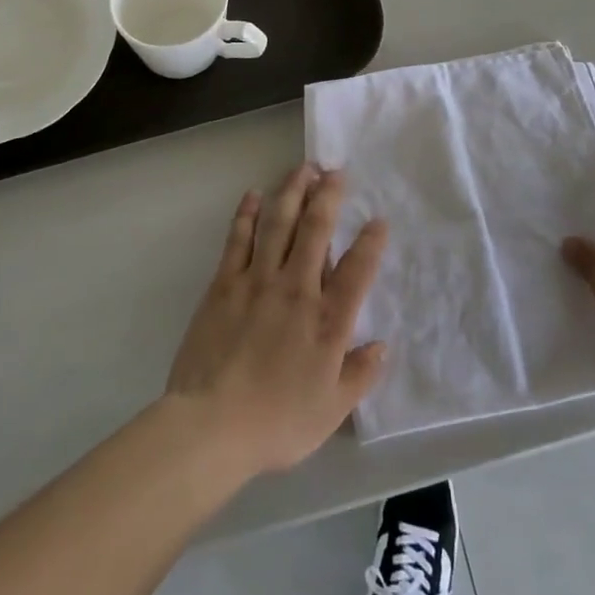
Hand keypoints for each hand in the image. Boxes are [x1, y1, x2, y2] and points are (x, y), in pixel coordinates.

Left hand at [165, 164, 387, 476]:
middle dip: (328, 196)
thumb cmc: (276, 422)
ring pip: (279, 223)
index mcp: (327, 320)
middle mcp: (297, 288)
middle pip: (316, 229)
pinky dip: (247, 213)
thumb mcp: (330, 410)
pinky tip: (253, 194)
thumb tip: (382, 346)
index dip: (371, 242)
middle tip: (335, 171)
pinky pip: (239, 238)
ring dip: (292, 191)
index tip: (379, 220)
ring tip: (303, 169)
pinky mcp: (225, 283)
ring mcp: (258, 280)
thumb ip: (359, 375)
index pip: (357, 269)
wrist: (211, 425)